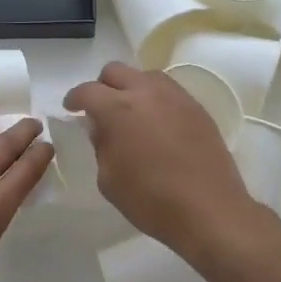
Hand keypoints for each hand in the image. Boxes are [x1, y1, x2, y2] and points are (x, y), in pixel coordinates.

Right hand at [63, 62, 266, 260]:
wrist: (209, 210)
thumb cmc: (151, 200)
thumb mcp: (109, 179)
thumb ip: (101, 146)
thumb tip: (101, 128)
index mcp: (118, 109)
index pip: (87, 91)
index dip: (75, 98)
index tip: (71, 109)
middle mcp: (146, 92)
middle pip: (116, 71)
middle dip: (102, 86)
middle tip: (100, 109)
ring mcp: (176, 97)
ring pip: (146, 75)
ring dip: (132, 87)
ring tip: (131, 112)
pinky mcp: (197, 108)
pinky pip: (169, 91)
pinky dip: (156, 98)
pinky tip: (157, 122)